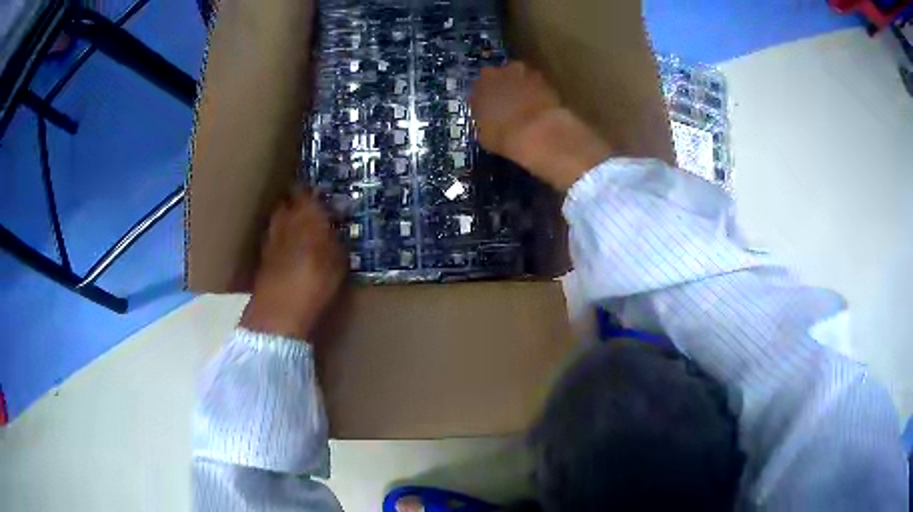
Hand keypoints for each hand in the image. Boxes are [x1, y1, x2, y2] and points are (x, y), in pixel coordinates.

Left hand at [240, 189, 345, 340]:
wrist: (280, 309)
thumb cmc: (316, 279)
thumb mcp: (339, 260)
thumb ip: (336, 239)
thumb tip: (336, 229)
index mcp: (305, 213)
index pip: (305, 190)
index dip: (312, 191)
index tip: (321, 195)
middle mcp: (283, 219)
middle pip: (287, 203)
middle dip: (297, 205)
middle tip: (311, 213)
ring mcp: (269, 237)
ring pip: (277, 221)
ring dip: (286, 223)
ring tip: (299, 233)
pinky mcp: (261, 257)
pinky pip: (273, 240)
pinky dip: (280, 242)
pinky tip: (289, 254)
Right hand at [471, 62, 613, 190]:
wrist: (544, 135)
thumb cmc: (507, 138)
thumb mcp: (485, 134)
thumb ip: (485, 119)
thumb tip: (489, 116)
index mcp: (485, 82)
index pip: (482, 82)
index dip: (487, 93)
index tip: (489, 105)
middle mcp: (509, 72)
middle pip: (506, 76)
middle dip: (507, 86)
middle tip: (509, 104)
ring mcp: (534, 77)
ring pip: (526, 81)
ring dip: (526, 90)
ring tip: (528, 110)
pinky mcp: (554, 86)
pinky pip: (542, 90)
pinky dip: (541, 99)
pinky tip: (543, 113)